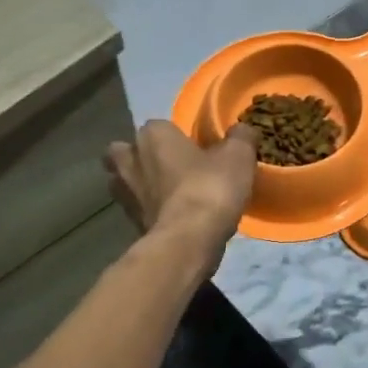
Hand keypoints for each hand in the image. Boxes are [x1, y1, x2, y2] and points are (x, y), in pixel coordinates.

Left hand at [103, 121, 258, 267]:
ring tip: (169, 194)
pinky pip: (137, 209)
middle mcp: (130, 159)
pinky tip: (173, 217)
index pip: (160, 126)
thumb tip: (243, 130)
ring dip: (140, 185)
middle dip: (141, 157)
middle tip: (170, 167)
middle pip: (126, 151)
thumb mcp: (238, 156)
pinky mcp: (128, 223)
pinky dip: (150, 211)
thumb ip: (241, 137)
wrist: (187, 241)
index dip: (177, 137)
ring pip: (124, 181)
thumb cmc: (209, 188)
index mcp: (153, 135)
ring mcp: (124, 194)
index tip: (197, 149)